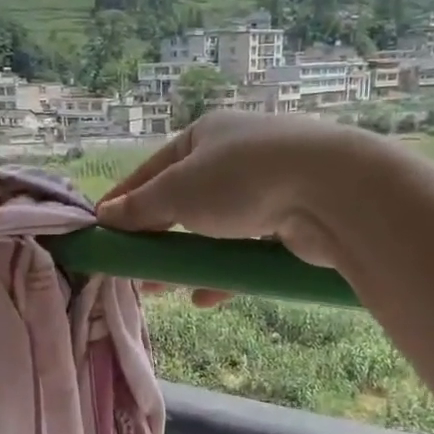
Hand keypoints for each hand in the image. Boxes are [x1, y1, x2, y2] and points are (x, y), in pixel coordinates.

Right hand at [96, 113, 378, 300]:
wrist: (331, 191)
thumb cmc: (241, 179)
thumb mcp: (178, 190)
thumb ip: (141, 207)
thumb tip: (106, 215)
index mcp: (204, 137)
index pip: (151, 170)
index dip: (124, 200)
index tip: (102, 229)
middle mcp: (233, 157)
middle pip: (182, 202)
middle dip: (155, 237)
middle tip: (133, 267)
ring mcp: (264, 190)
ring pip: (213, 231)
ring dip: (187, 259)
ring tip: (161, 289)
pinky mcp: (288, 223)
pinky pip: (244, 251)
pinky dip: (222, 272)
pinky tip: (204, 296)